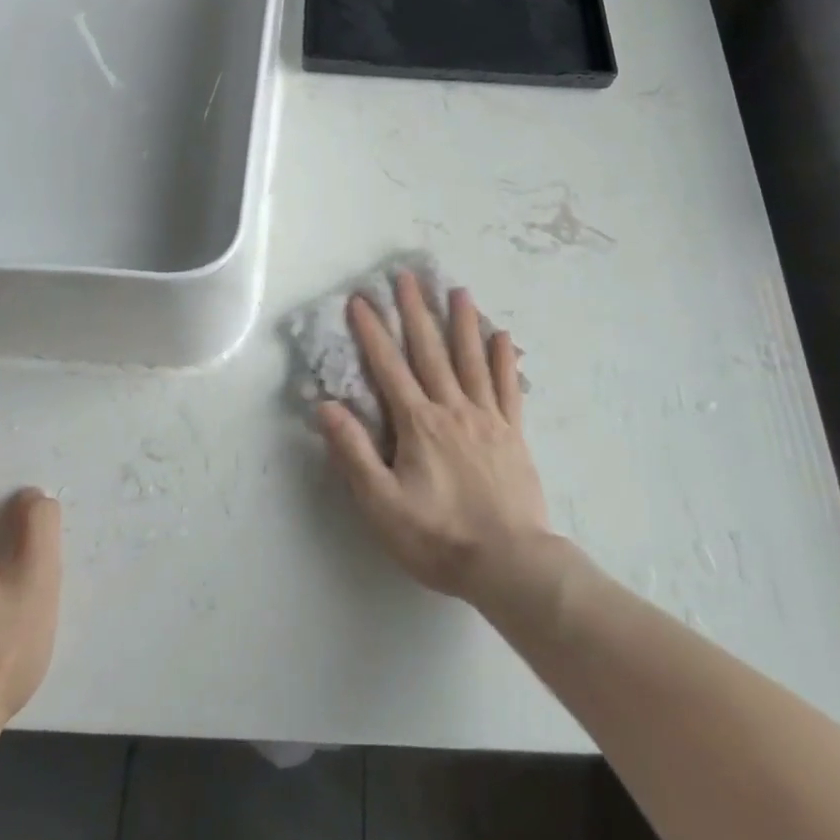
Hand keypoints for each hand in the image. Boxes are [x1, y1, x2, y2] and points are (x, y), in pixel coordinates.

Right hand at [316, 270, 553, 605]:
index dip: (372, 331)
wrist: (510, 563)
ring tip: (458, 290)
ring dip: (463, 322)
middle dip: (415, 311)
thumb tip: (326, 406)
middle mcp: (452, 408)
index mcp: (418, 423)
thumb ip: (354, 453)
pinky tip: (502, 336)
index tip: (360, 299)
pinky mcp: (513, 433)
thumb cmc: (439, 537)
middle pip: (430, 351)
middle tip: (408, 276)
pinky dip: (504, 359)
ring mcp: (487, 417)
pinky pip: (508, 387)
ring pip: (472, 359)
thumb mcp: (382, 504)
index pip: (389, 367)